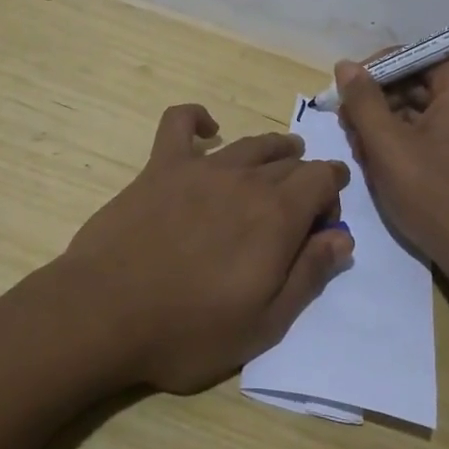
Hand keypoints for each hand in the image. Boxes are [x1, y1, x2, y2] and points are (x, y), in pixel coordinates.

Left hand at [58, 104, 351, 393]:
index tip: (326, 218)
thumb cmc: (189, 330)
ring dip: (273, 148)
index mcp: (277, 215)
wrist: (105, 313)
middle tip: (299, 207)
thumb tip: (343, 238)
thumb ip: (309, 275)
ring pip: (250, 143)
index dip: (333, 193)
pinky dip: (197, 118)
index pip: (323, 178)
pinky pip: (180, 122)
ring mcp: (201, 167)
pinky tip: (207, 128)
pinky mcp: (161, 166)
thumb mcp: (265, 324)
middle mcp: (246, 179)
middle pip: (290, 162)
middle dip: (305, 179)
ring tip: (279, 156)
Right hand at [333, 57, 448, 283]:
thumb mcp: (388, 146)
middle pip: (418, 81)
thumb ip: (363, 101)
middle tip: (346, 124)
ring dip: (387, 122)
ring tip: (359, 147)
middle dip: (378, 100)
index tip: (345, 90)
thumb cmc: (433, 195)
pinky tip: (379, 160)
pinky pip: (433, 130)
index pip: (415, 56)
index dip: (376, 69)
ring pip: (421, 108)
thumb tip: (346, 65)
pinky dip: (405, 140)